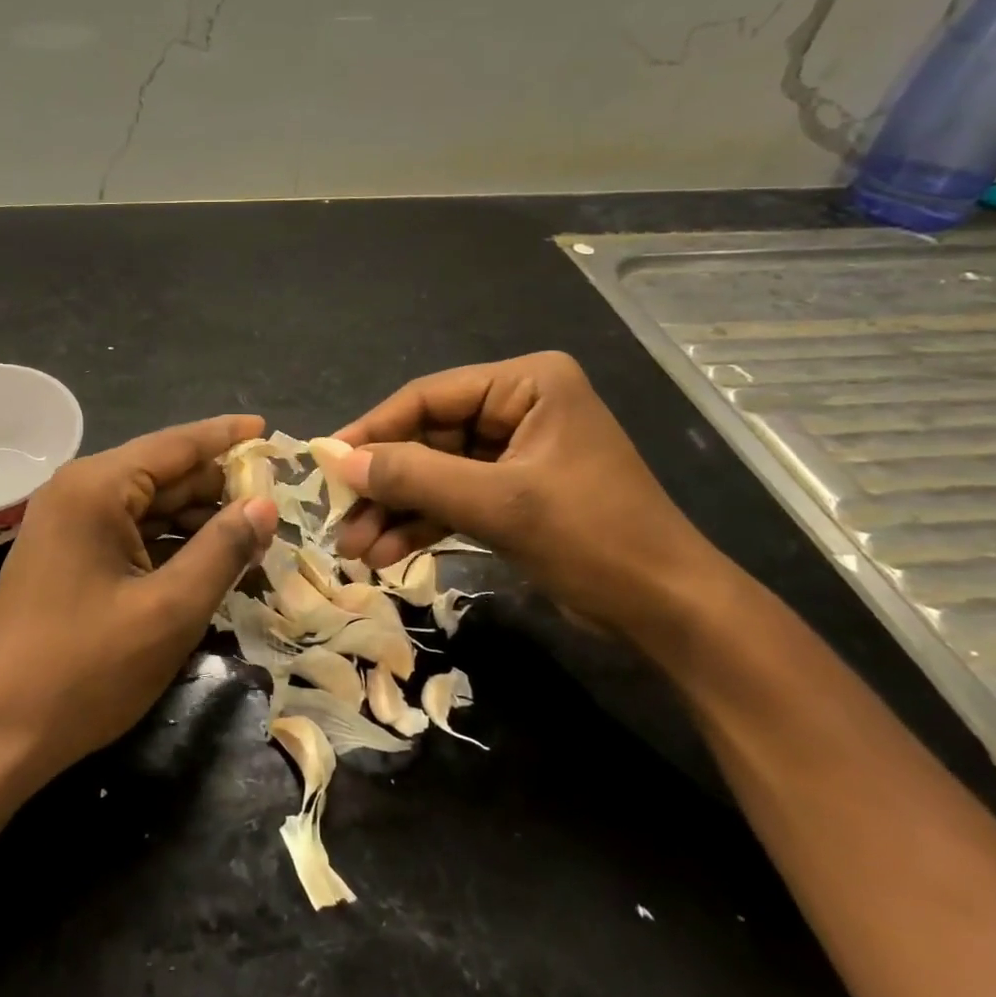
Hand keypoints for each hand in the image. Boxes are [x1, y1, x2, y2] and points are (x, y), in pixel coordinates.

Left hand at [0, 415, 278, 785]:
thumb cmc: (85, 670)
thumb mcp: (169, 610)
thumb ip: (222, 549)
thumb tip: (264, 504)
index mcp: (97, 487)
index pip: (176, 445)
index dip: (226, 436)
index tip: (269, 429)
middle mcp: (78, 491)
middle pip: (164, 475)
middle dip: (219, 490)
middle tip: (277, 507)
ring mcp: (68, 524)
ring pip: (149, 507)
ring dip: (199, 523)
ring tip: (255, 542)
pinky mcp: (67, 556)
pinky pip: (130, 535)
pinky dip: (171, 545)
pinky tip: (209, 564)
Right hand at [331, 352, 731, 644]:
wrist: (670, 613)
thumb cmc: (594, 539)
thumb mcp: (498, 504)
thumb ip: (414, 477)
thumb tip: (339, 461)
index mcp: (526, 384)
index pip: (428, 398)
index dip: (373, 431)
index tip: (325, 463)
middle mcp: (517, 407)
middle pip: (426, 438)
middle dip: (384, 484)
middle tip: (338, 519)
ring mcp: (514, 451)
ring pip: (434, 473)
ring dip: (395, 511)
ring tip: (355, 549)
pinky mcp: (512, 492)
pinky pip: (452, 498)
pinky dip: (420, 524)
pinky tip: (386, 553)